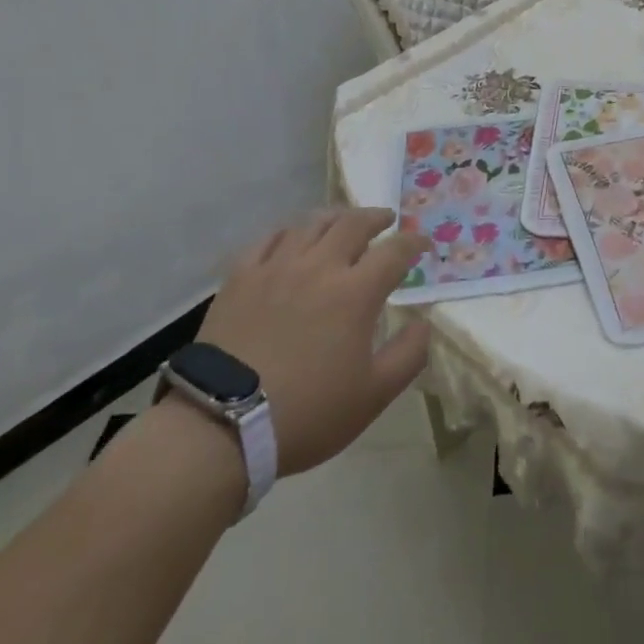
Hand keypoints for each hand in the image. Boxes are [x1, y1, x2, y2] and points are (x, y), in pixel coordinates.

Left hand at [196, 208, 431, 476]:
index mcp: (356, 292)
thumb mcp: (373, 396)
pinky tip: (291, 238)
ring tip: (342, 223)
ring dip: (334, 218)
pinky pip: (267, 239)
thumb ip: (408, 355)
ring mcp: (276, 267)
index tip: (423, 244)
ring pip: (311, 224)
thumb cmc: (306, 412)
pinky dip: (287, 232)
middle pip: (353, 224)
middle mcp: (319, 267)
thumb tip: (423, 324)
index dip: (414, 242)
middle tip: (385, 220)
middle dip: (376, 217)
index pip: (395, 251)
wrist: (221, 425)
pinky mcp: (240, 277)